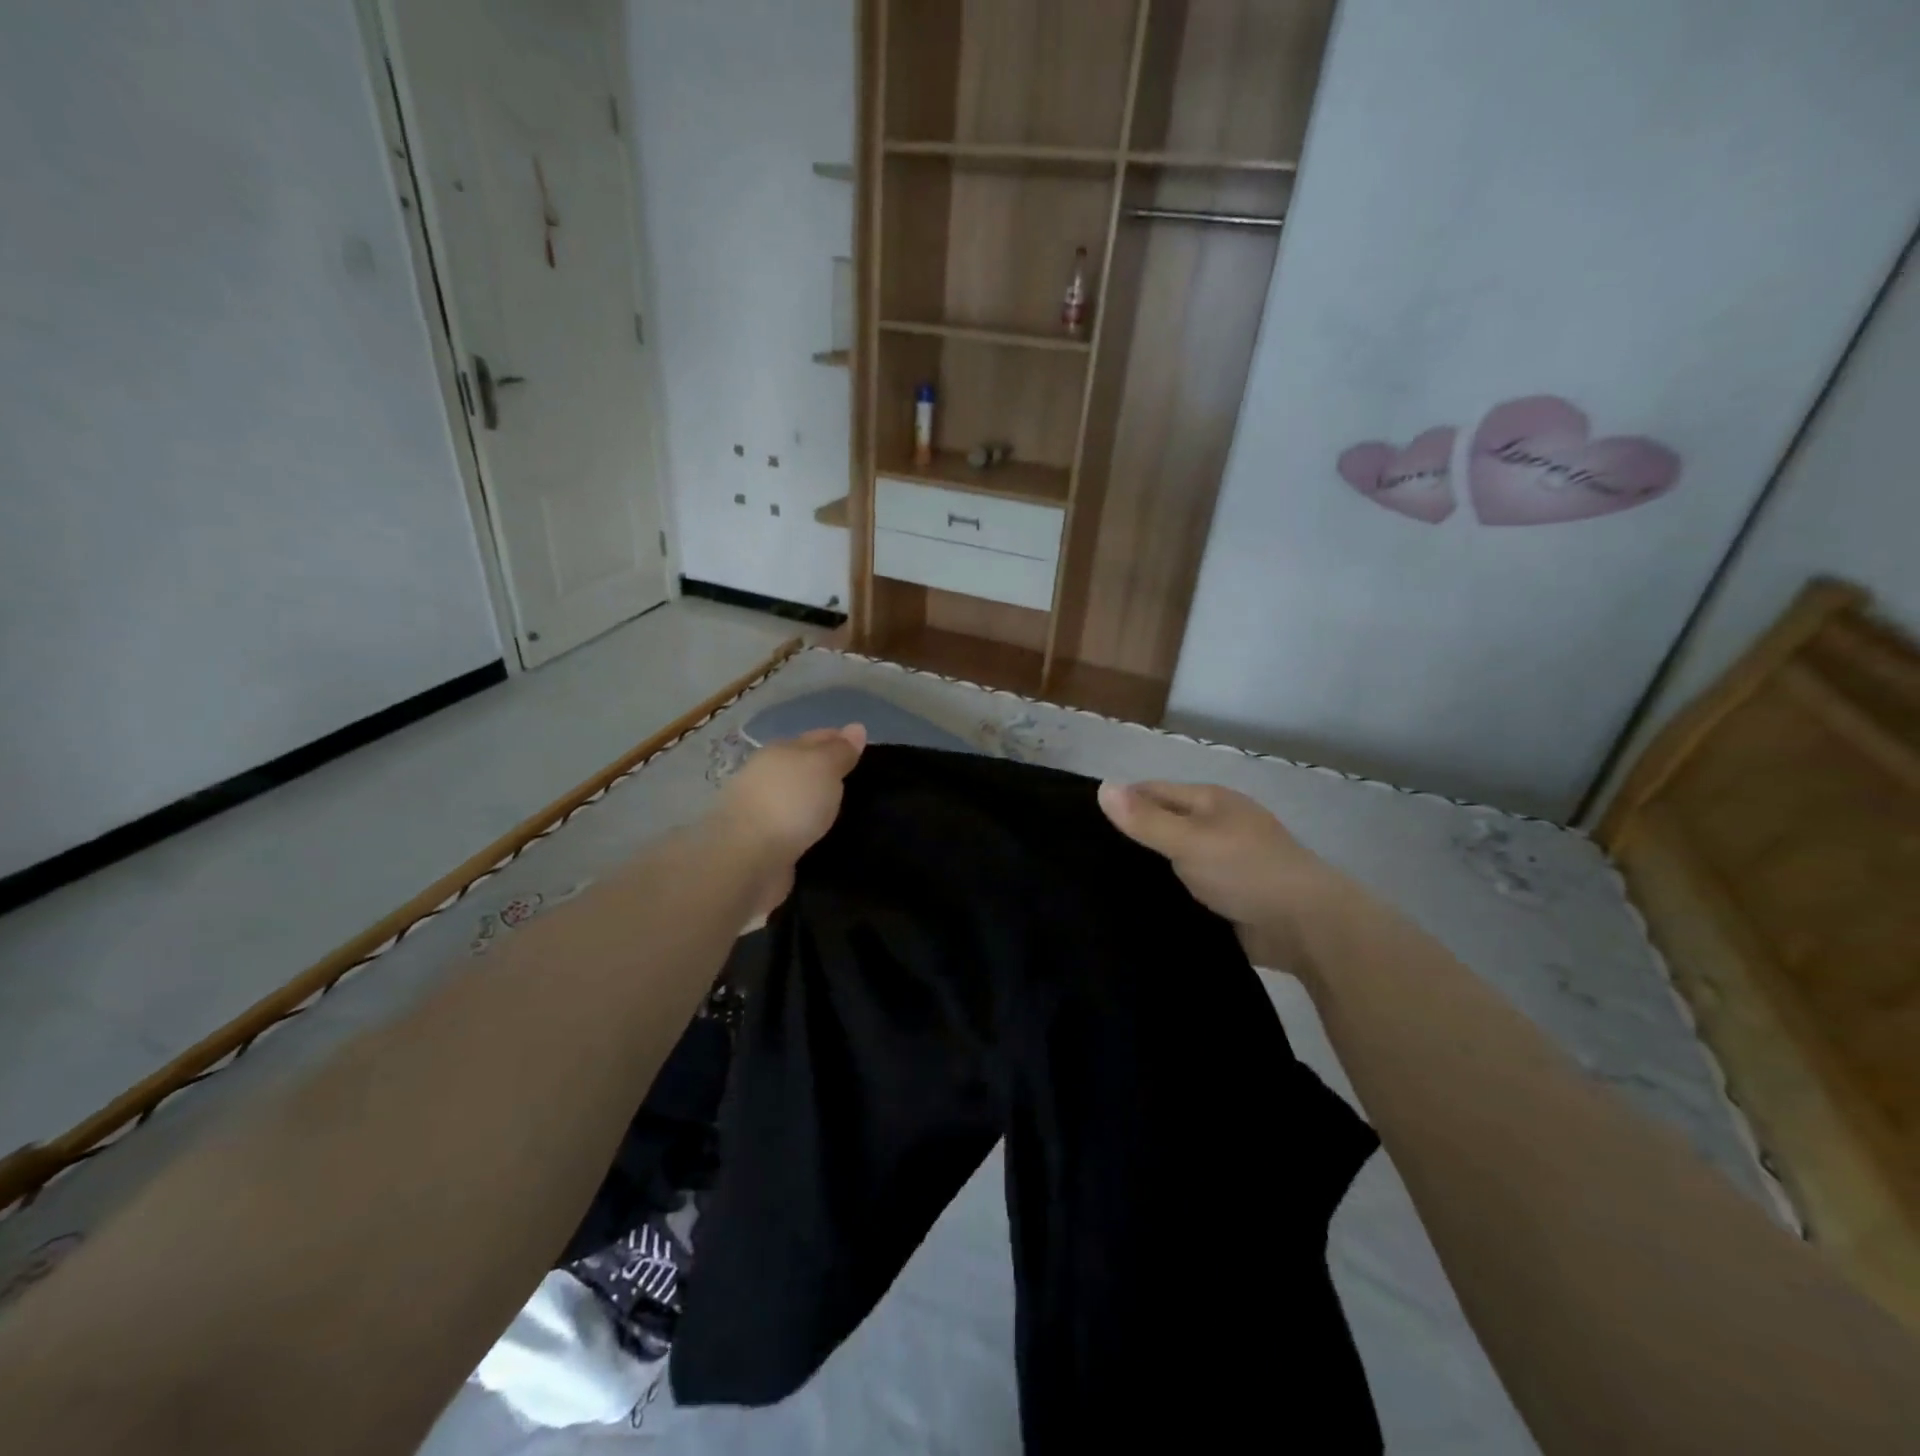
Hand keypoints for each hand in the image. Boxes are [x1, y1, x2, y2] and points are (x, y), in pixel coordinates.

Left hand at [711, 725, 866, 919]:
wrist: (747, 859)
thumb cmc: (789, 802)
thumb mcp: (823, 767)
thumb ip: (840, 751)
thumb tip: (856, 728)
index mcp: (780, 752)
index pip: (816, 738)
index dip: (840, 740)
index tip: (864, 750)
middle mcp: (768, 778)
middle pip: (804, 768)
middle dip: (829, 772)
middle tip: (863, 782)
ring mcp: (764, 812)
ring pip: (800, 800)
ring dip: (819, 804)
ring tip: (850, 812)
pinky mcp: (765, 845)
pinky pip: (796, 830)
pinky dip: (809, 830)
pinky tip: (826, 836)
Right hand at [1096, 780, 1354, 968]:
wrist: (1307, 927)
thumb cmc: (1246, 871)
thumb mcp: (1189, 840)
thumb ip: (1145, 819)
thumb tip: (1102, 788)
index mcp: (1210, 801)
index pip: (1152, 791)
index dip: (1121, 803)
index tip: (1082, 825)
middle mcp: (1215, 825)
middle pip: (1162, 824)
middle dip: (1130, 838)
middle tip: (1084, 859)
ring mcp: (1223, 861)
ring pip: (1172, 859)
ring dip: (1147, 869)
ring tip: (1099, 884)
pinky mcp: (1226, 895)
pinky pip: (1185, 887)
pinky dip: (1165, 892)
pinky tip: (1137, 906)